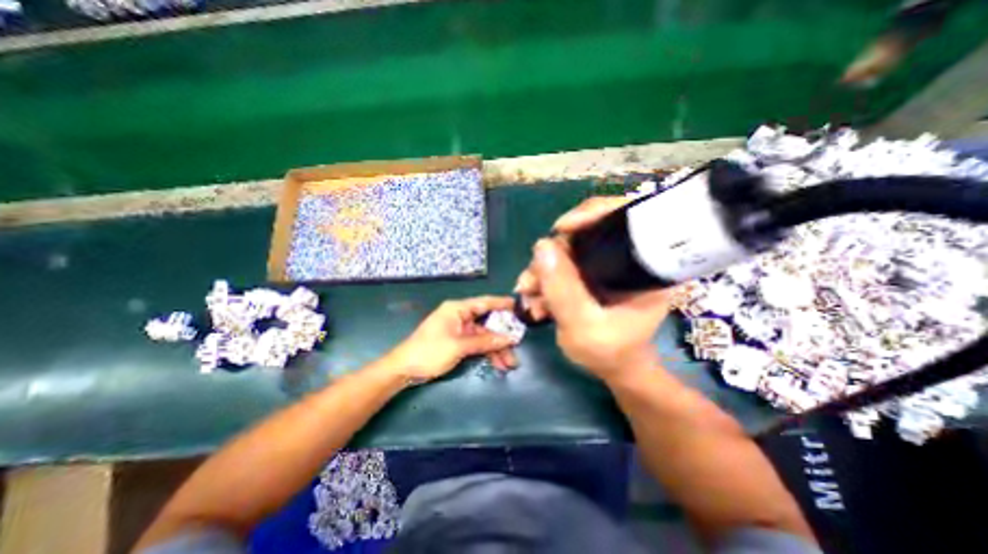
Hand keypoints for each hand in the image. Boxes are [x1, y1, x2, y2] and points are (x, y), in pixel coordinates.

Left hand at [387, 298, 519, 383]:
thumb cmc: (429, 351)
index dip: (502, 304)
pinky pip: (477, 344)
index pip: (484, 302)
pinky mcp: (458, 342)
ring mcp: (460, 330)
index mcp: (458, 309)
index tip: (519, 306)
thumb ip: (485, 341)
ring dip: (496, 349)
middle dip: (502, 336)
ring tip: (510, 364)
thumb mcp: (459, 346)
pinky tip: (497, 364)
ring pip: (484, 336)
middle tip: (517, 346)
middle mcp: (460, 316)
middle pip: (487, 322)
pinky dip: (486, 353)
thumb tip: (509, 338)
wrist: (404, 369)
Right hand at [519, 197, 670, 379]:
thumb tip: (542, 246)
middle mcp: (627, 257)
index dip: (592, 213)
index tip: (562, 229)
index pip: (625, 216)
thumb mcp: (584, 326)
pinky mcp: (590, 273)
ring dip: (542, 269)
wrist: (613, 368)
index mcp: (645, 265)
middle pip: (586, 233)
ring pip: (568, 249)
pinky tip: (535, 297)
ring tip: (528, 295)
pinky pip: (562, 263)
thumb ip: (563, 290)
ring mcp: (606, 264)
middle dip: (552, 254)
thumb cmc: (609, 352)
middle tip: (531, 281)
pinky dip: (545, 277)